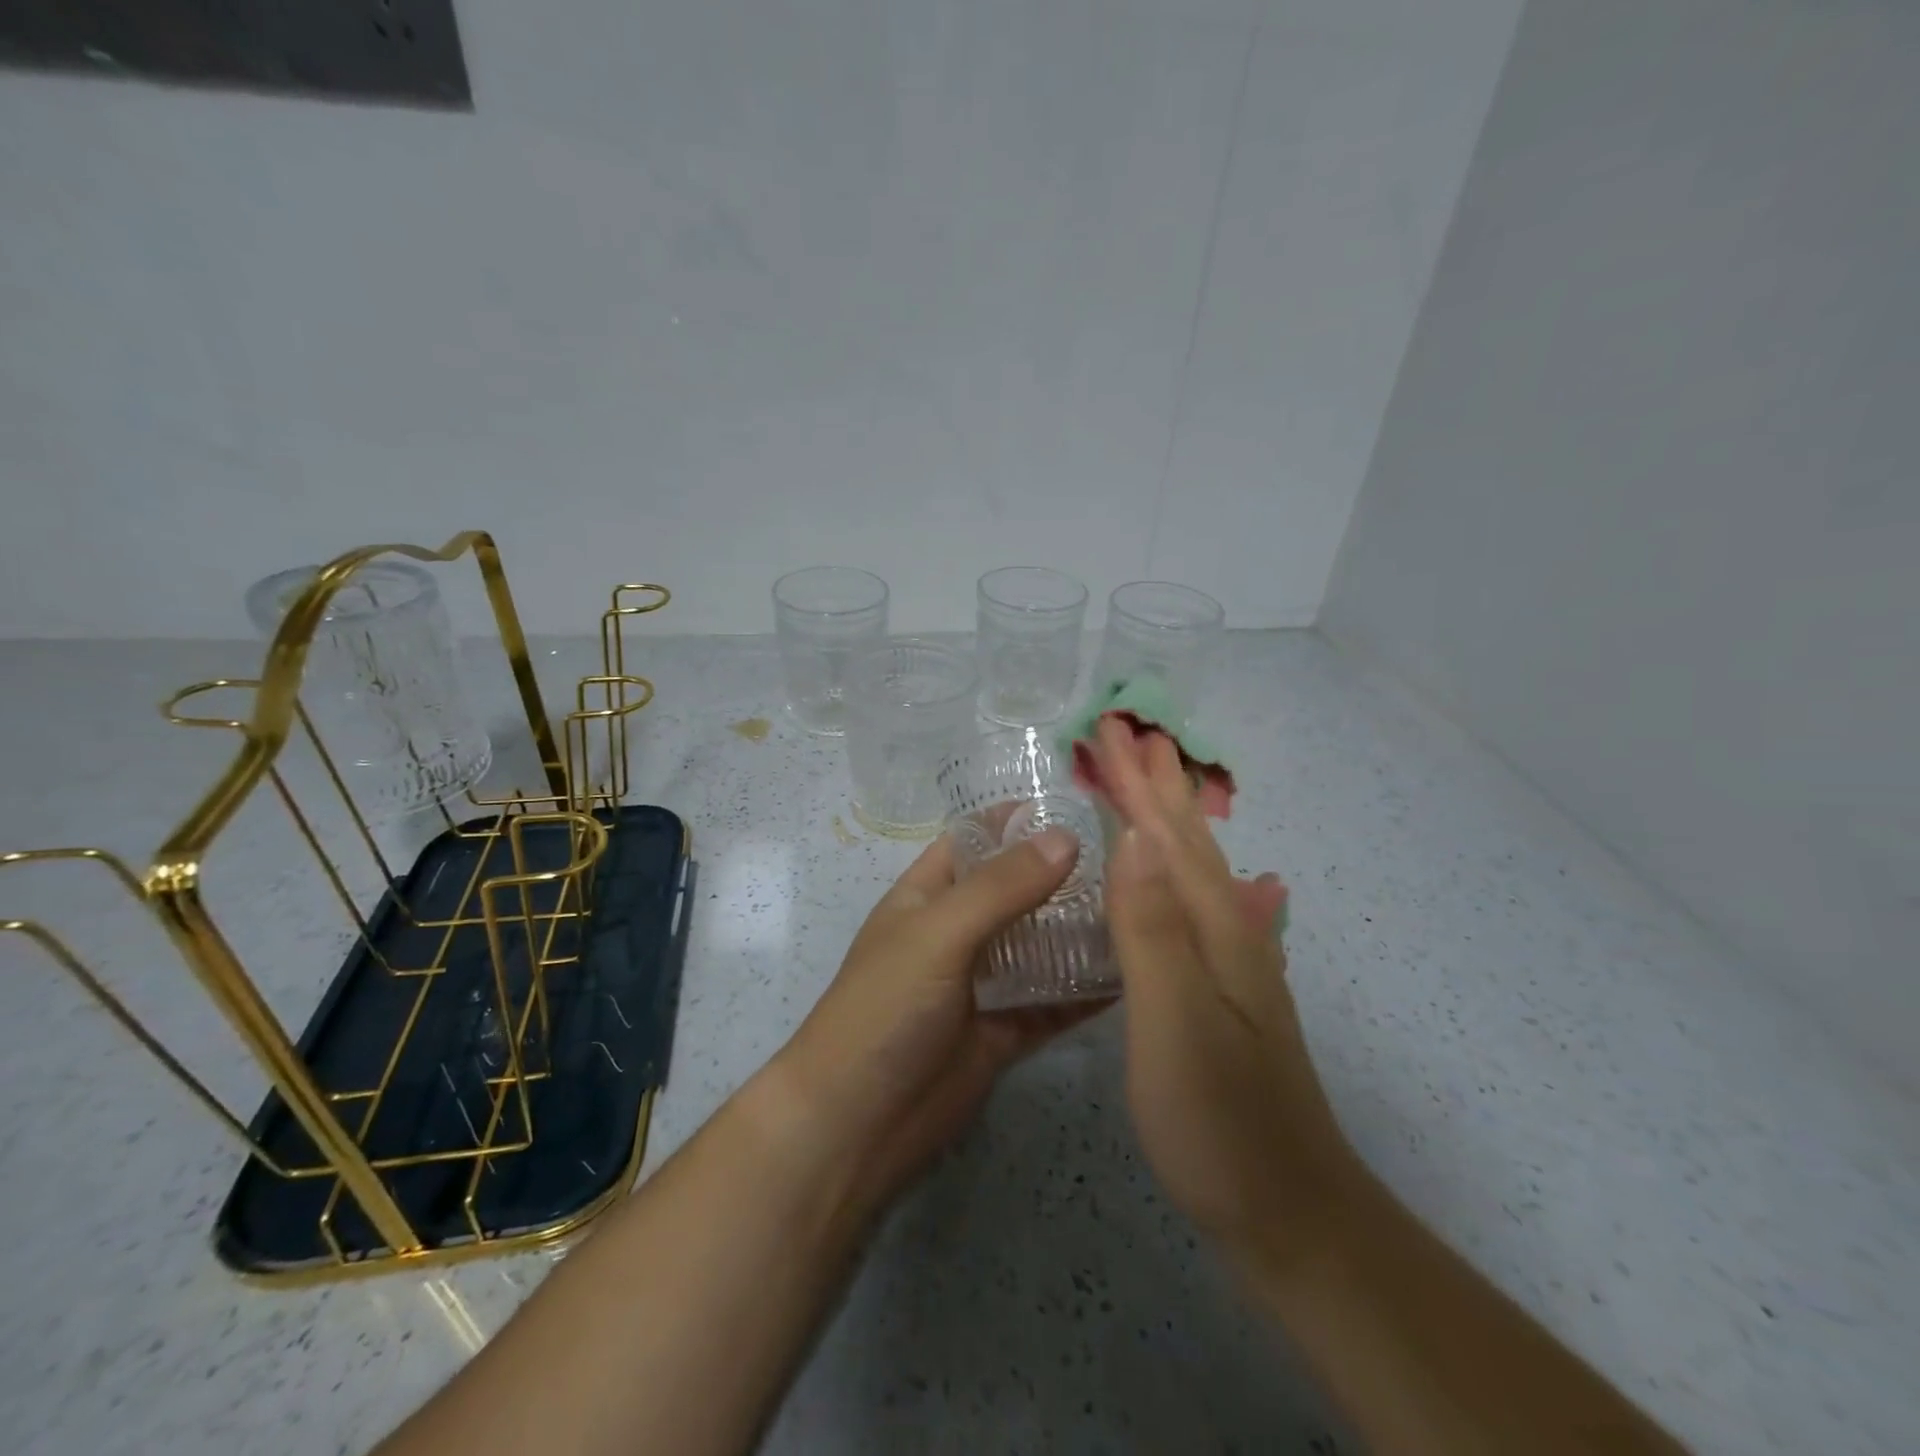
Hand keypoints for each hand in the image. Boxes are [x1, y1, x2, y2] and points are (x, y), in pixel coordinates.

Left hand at [775, 828, 1106, 1210]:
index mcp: (927, 895)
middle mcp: (957, 932)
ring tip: (1142, 909)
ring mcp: (982, 984)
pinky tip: (1134, 975)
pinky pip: (1052, 1002)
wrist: (854, 1127)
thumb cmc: (884, 1010)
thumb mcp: (938, 934)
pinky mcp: (1004, 1032)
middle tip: (1131, 861)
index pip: (976, 840)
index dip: (1018, 820)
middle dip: (1063, 875)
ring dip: (1081, 932)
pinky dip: (1085, 990)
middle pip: (1017, 891)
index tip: (1081, 806)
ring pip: (1040, 946)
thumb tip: (1066, 837)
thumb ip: (1001, 888)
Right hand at [1092, 716, 1357, 1256]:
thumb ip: (1153, 929)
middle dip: (1156, 783)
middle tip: (1130, 734)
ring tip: (1147, 785)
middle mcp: (1229, 932)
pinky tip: (1168, 876)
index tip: (1110, 728)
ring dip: (1167, 819)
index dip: (1137, 782)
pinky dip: (1170, 869)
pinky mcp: (1220, 992)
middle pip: (1187, 840)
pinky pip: (1189, 903)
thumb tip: (1134, 837)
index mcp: (1214, 928)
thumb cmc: (1219, 1120)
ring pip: (1193, 868)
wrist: (1290, 1213)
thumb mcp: (1175, 1023)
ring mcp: (1229, 964)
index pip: (1167, 835)